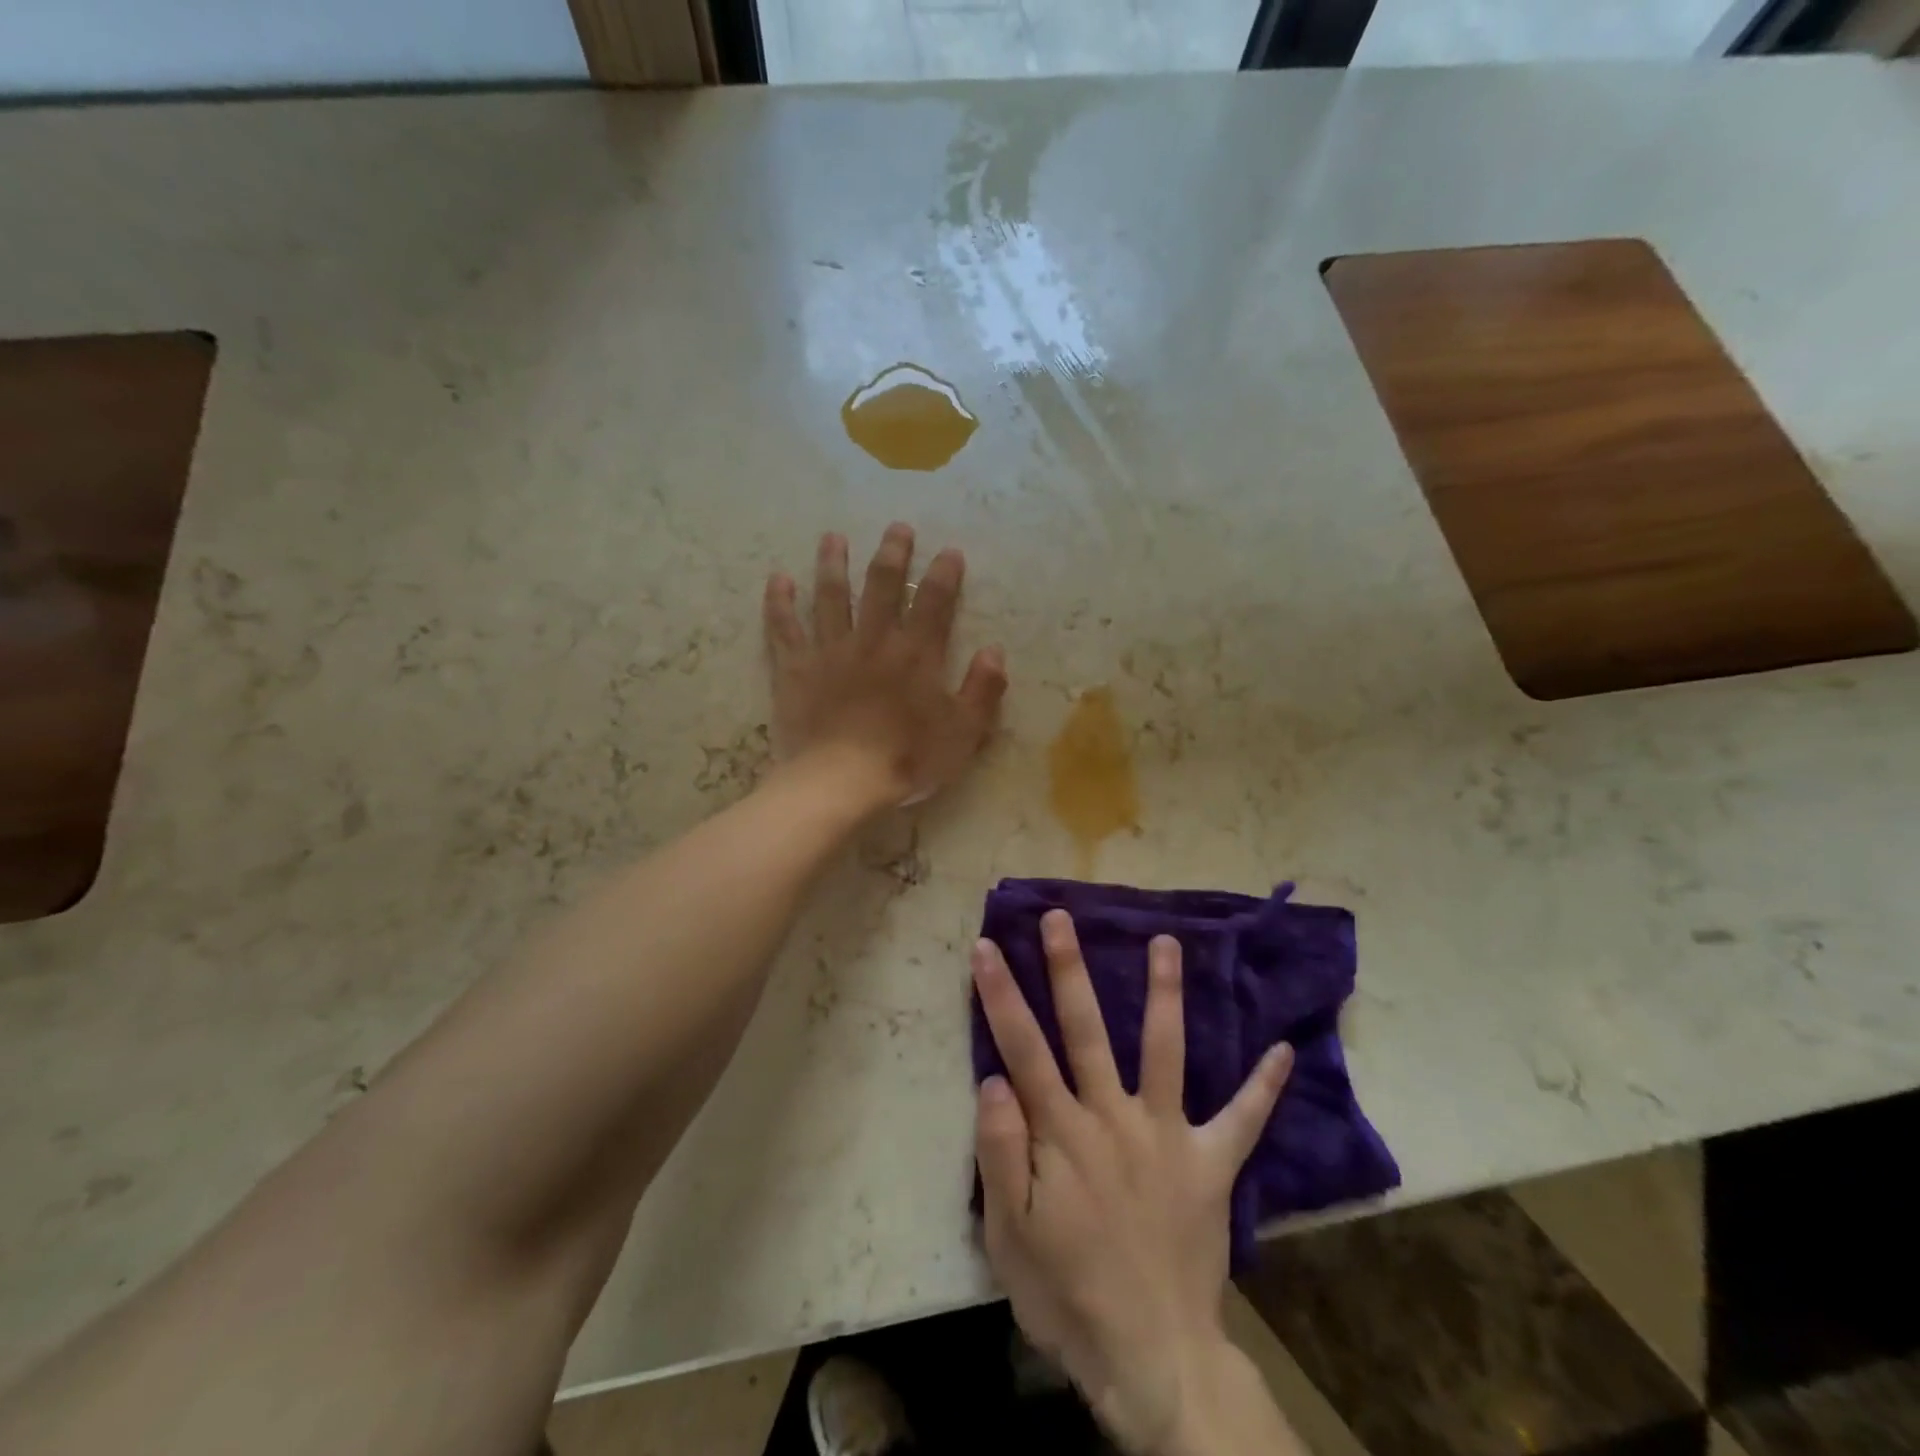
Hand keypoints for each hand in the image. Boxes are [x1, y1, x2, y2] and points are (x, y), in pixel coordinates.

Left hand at [764, 523, 1006, 807]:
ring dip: (833, 564)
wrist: (840, 782)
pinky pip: (784, 628)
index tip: (949, 552)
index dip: (944, 573)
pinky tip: (778, 579)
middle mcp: (873, 640)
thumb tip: (994, 651)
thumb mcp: (963, 734)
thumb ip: (983, 690)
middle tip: (896, 528)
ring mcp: (830, 651)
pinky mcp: (795, 669)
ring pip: (830, 596)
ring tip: (833, 538)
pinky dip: (780, 602)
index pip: (934, 601)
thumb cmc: (906, 760)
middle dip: (891, 553)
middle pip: (881, 585)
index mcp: (915, 654)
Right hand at [972, 912, 1295, 1455]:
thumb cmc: (1066, 1293)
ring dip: (1164, 995)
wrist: (1151, 1357)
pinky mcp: (1210, 1164)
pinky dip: (1263, 1086)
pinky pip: (1243, 1120)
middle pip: (1086, 1030)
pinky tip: (1283, 1048)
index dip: (1001, 995)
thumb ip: (1000, 1152)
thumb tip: (994, 1077)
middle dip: (1068, 970)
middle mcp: (1113, 1117)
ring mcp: (1167, 1136)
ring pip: (1163, 1050)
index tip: (986, 946)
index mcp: (1061, 1133)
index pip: (1022, 1048)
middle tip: (1061, 918)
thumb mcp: (1009, 1235)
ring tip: (1168, 942)